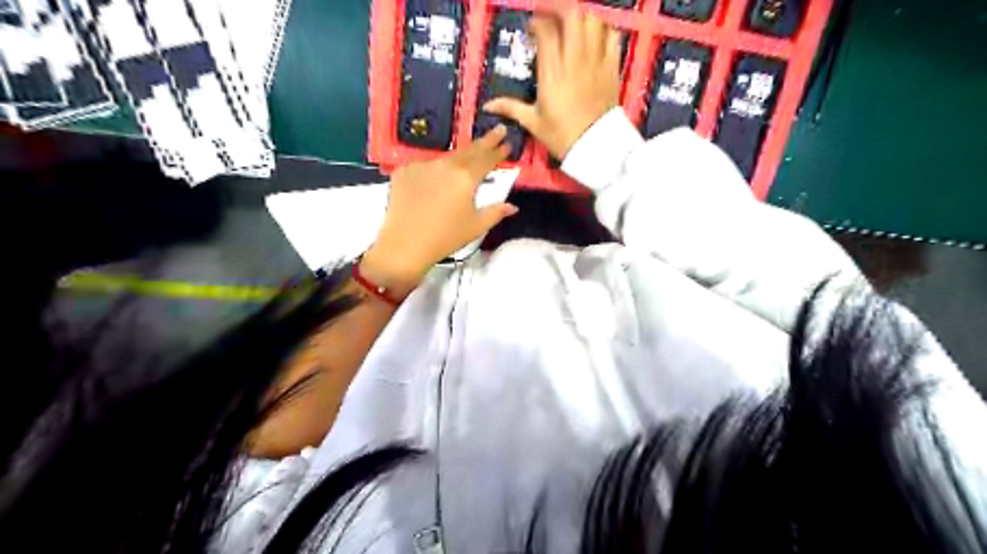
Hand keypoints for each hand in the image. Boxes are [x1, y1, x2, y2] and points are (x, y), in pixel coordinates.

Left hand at [362, 125, 516, 295]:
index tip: (507, 141)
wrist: (404, 244)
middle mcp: (445, 165)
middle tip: (496, 131)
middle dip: (484, 142)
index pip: (487, 158)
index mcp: (466, 177)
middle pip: (468, 151)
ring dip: (459, 157)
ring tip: (467, 159)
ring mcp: (423, 165)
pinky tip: (435, 180)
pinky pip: (425, 166)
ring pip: (446, 157)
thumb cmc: (445, 237)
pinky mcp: (404, 171)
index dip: (498, 150)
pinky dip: (434, 170)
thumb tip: (512, 206)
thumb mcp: (476, 226)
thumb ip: (495, 212)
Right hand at [483, 8, 619, 159]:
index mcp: (552, 71)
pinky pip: (612, 35)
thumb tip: (488, 105)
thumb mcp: (533, 123)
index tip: (532, 30)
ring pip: (593, 19)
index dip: (537, 22)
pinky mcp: (612, 66)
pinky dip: (603, 29)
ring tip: (573, 27)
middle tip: (551, 17)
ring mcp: (596, 60)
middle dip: (559, 8)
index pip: (546, 29)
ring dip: (582, 17)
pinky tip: (595, 38)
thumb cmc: (561, 136)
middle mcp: (574, 59)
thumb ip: (511, 107)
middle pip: (572, 13)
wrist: (595, 147)